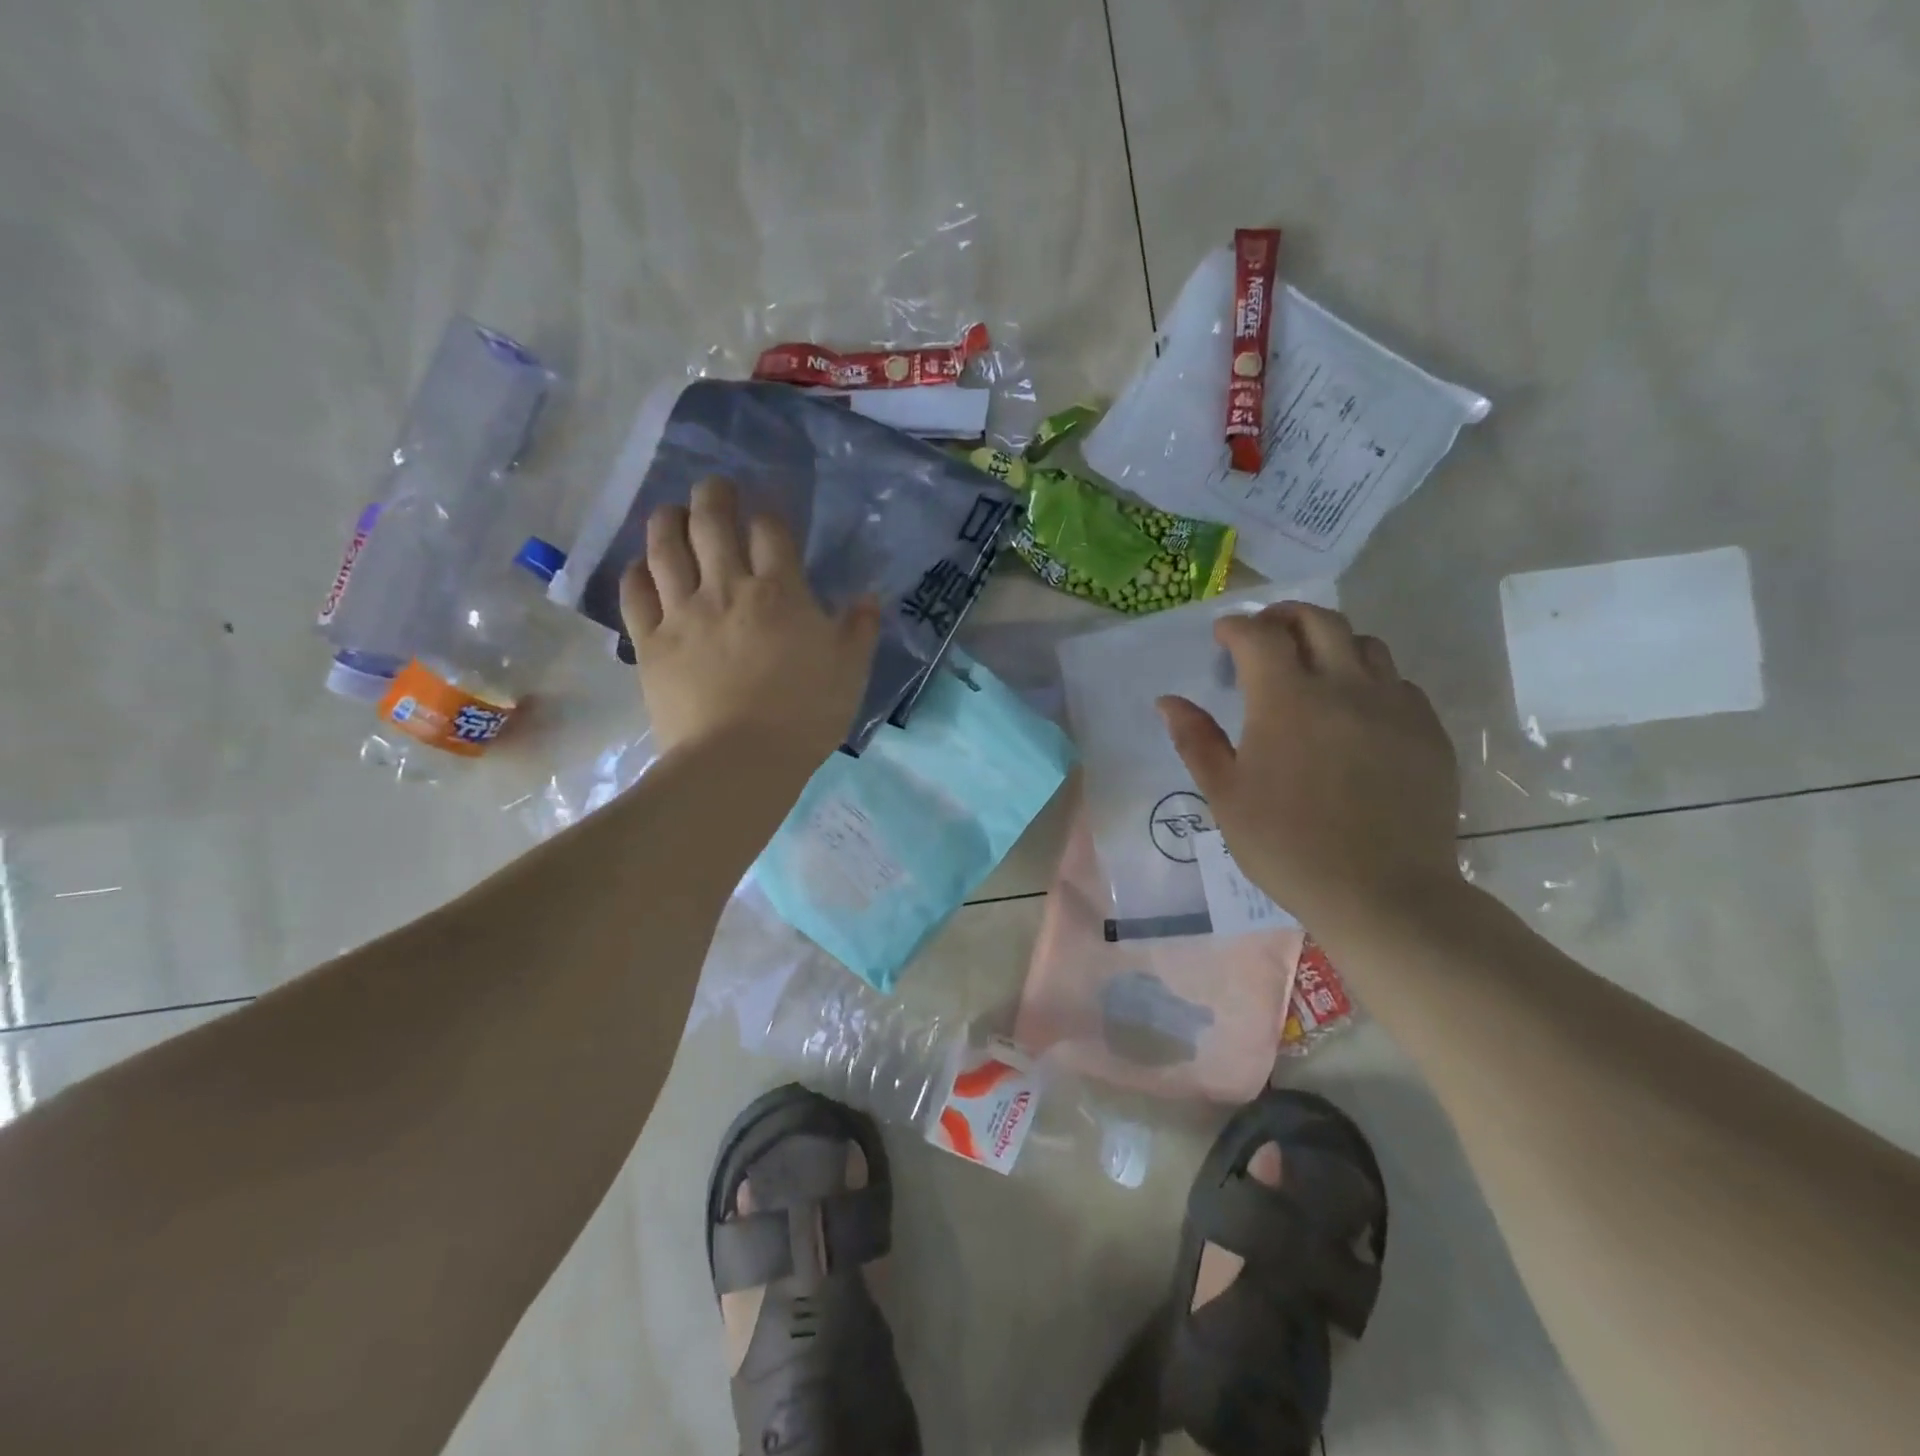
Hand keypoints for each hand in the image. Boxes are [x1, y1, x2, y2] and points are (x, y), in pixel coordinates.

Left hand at [620, 478, 880, 762]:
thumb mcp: (851, 672)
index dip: (769, 515)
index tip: (769, 517)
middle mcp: (726, 588)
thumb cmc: (804, 716)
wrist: (739, 761)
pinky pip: (635, 595)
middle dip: (713, 495)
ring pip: (665, 548)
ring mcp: (683, 613)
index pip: (771, 530)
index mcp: (780, 592)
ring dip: (667, 521)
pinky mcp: (651, 643)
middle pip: (711, 521)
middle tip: (715, 489)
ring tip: (672, 513)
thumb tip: (869, 596)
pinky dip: (637, 574)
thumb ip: (860, 629)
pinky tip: (642, 568)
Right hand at [1158, 603, 1460, 930]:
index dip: (1235, 627)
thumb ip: (1196, 740)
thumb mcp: (1226, 796)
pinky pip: (1398, 684)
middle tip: (1264, 634)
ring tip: (1312, 669)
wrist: (1382, 893)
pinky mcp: (1428, 731)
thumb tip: (1168, 701)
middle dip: (1284, 616)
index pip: (1258, 636)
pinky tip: (1355, 713)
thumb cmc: (1287, 846)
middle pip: (1318, 621)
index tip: (1222, 636)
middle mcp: (1345, 687)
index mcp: (1287, 700)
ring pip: (1366, 645)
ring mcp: (1394, 706)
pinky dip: (1369, 680)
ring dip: (1331, 643)